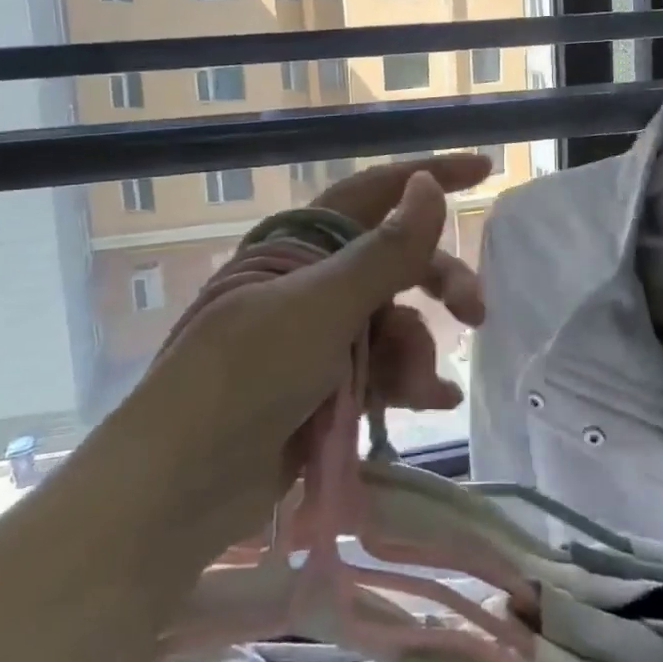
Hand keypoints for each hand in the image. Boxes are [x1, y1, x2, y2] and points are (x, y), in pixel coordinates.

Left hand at [115, 154, 489, 549]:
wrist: (180, 490)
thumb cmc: (244, 378)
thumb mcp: (321, 309)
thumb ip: (384, 251)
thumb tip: (429, 185)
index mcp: (298, 246)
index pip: (372, 192)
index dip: (427, 177)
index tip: (482, 170)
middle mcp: (310, 283)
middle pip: (394, 262)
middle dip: (438, 281)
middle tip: (475, 311)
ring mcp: (319, 337)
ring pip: (395, 322)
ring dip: (417, 351)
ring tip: (423, 388)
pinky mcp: (326, 388)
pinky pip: (383, 370)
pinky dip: (408, 382)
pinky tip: (433, 402)